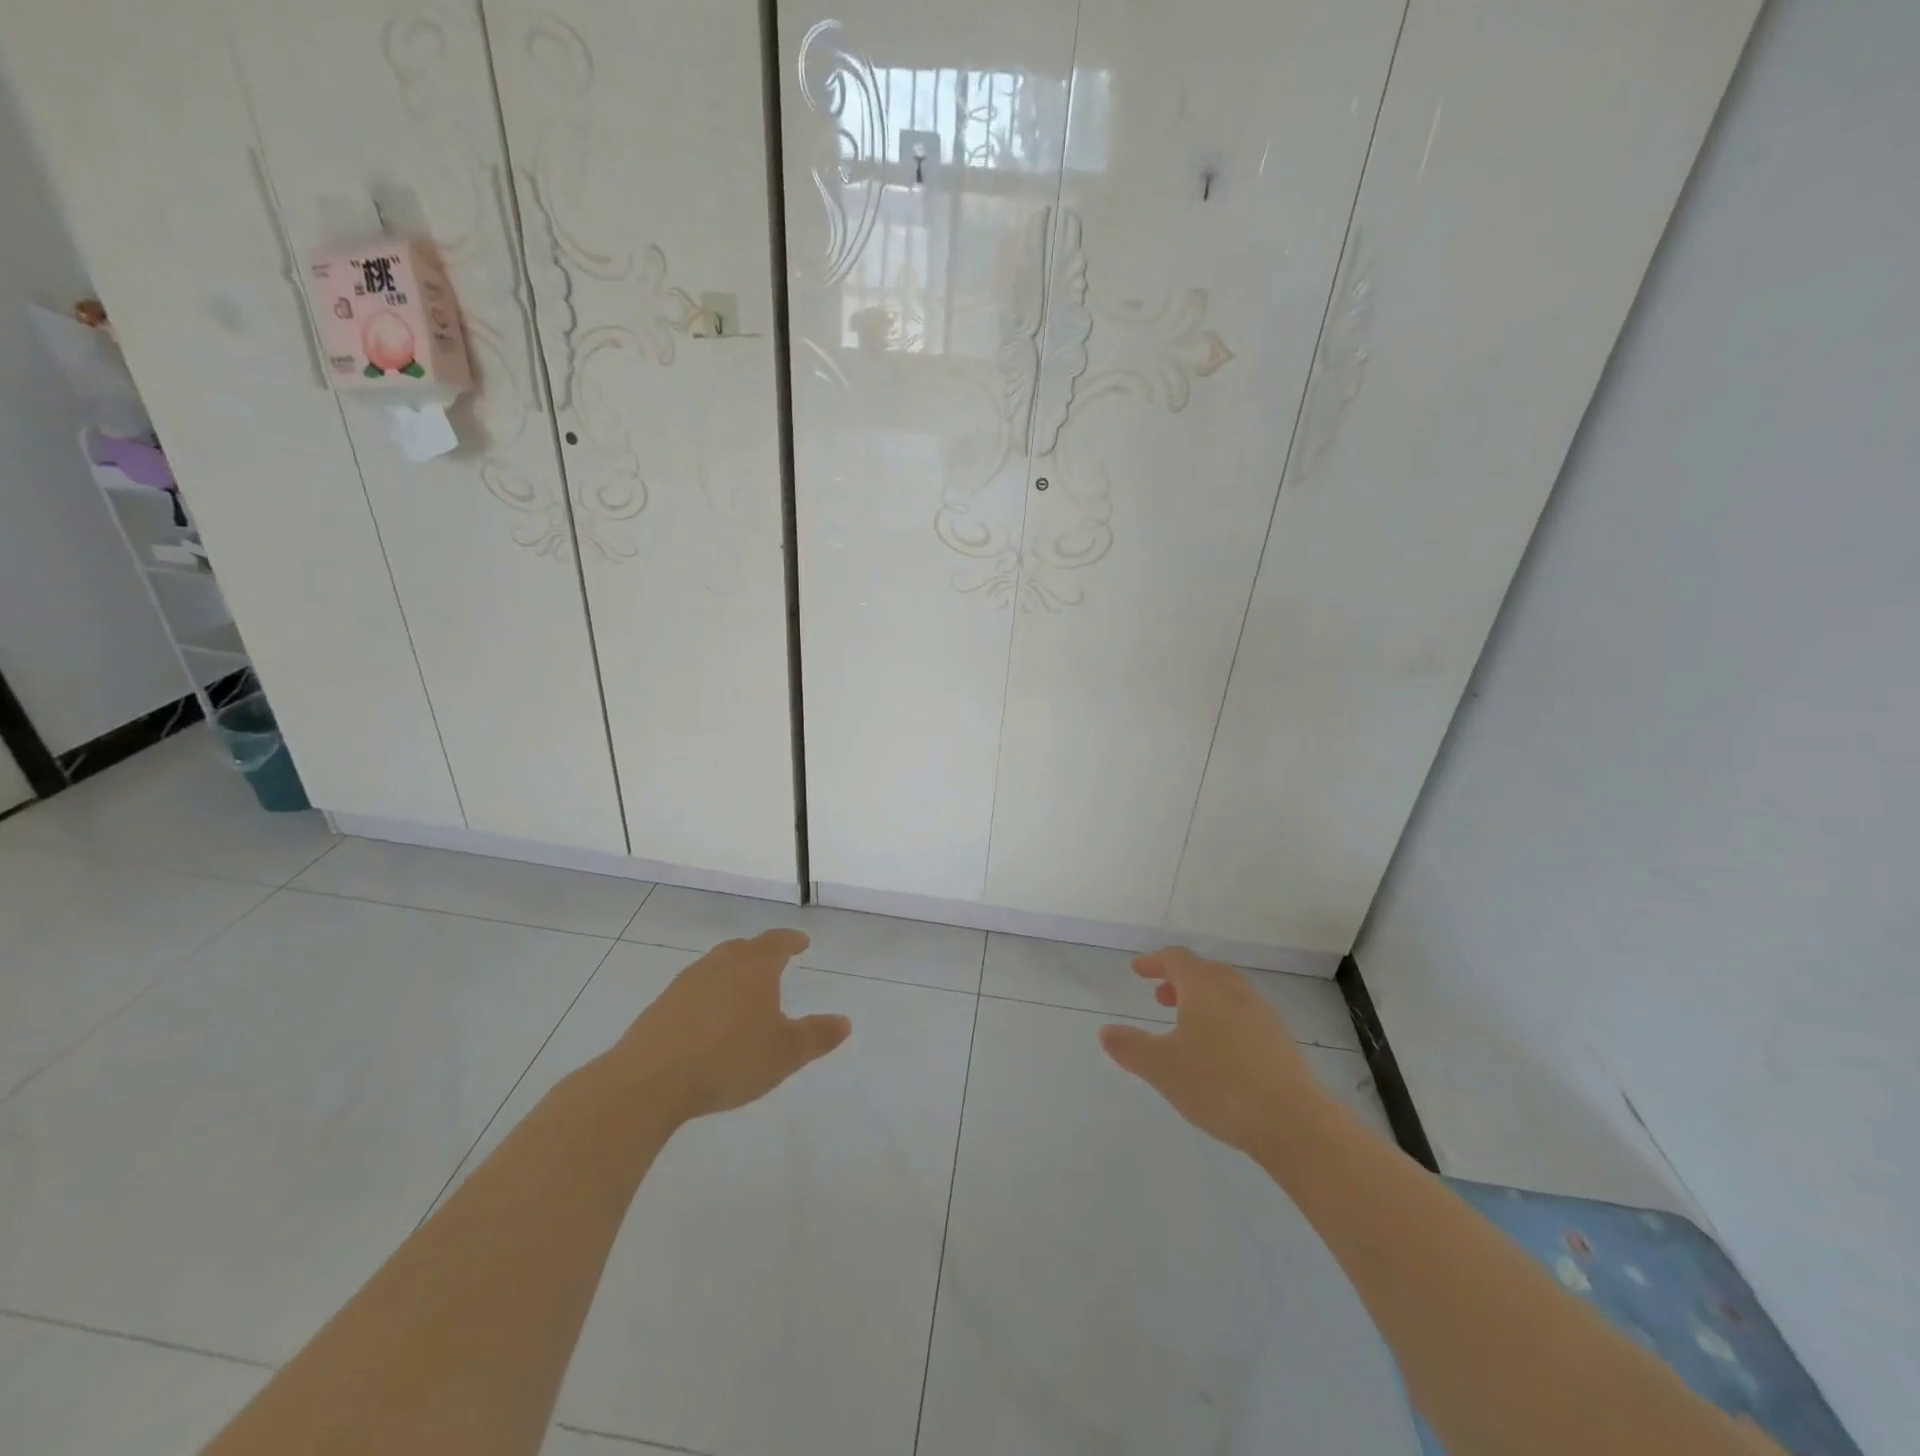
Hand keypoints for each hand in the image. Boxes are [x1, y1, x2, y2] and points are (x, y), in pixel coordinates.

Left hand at [607, 930, 851, 1122]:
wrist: (648, 1081)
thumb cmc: (729, 1060)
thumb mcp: (784, 1054)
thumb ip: (816, 1036)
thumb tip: (844, 1022)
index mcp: (754, 968)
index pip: (777, 943)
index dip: (792, 940)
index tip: (802, 942)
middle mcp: (720, 966)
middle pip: (743, 948)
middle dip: (760, 951)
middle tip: (772, 959)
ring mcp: (686, 984)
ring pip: (715, 966)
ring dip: (731, 971)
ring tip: (741, 989)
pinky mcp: (661, 1007)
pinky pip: (693, 989)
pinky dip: (708, 994)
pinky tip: (708, 1018)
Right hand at [1099, 947, 1328, 1157]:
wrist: (1293, 1122)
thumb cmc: (1218, 1084)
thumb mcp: (1161, 1067)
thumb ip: (1130, 1047)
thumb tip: (1107, 1032)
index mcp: (1205, 987)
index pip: (1176, 959)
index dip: (1154, 961)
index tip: (1138, 970)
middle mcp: (1235, 992)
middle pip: (1205, 972)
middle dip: (1179, 980)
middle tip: (1161, 997)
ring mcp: (1263, 1015)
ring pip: (1227, 993)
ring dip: (1203, 1000)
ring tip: (1187, 1027)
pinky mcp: (1281, 1042)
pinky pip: (1244, 1016)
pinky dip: (1223, 1019)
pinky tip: (1219, 1052)